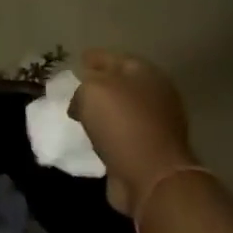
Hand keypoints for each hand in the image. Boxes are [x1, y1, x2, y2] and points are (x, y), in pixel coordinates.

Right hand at [69, 49, 198, 216]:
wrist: (150, 174)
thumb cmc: (121, 123)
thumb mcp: (92, 90)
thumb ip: (84, 84)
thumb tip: (82, 98)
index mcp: (145, 74)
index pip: (116, 58)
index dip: (96, 58)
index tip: (78, 60)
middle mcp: (156, 94)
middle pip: (122, 83)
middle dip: (100, 83)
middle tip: (75, 86)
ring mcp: (156, 123)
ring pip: (122, 108)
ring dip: (103, 110)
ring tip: (79, 113)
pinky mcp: (149, 148)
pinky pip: (121, 132)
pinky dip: (107, 131)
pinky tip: (92, 135)